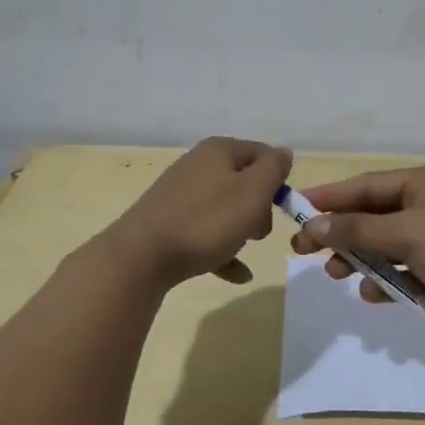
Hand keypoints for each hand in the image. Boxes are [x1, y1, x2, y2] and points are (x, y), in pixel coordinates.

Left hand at [102, 137, 291, 290]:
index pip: (263, 153)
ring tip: (243, 250)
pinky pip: (206, 233)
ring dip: (241, 229)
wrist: (141, 257)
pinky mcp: (168, 222)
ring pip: (225, 208)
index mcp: (219, 150)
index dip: (278, 179)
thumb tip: (283, 153)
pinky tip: (237, 274)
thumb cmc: (206, 221)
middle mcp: (199, 165)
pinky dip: (223, 250)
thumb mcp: (253, 192)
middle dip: (259, 208)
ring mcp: (181, 194)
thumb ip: (273, 169)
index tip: (281, 208)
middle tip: (258, 232)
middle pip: (244, 181)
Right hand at [289, 166, 424, 336]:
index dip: (330, 197)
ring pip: (383, 244)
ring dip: (359, 258)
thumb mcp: (408, 233)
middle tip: (302, 248)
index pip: (366, 185)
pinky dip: (384, 280)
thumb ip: (358, 228)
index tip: (296, 207)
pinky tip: (372, 293)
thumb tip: (314, 224)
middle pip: (371, 215)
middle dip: (339, 232)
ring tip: (336, 273)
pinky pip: (400, 270)